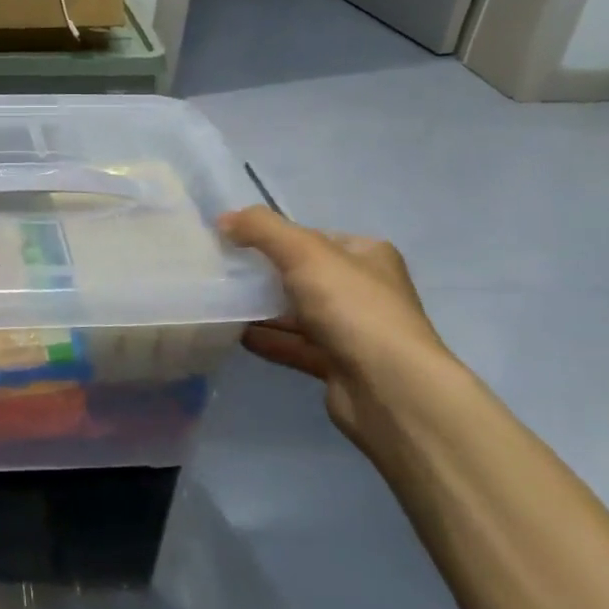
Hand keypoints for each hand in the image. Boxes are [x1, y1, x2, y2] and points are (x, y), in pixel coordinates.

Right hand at [218, 206, 465, 454]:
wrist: (389, 389)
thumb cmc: (351, 307)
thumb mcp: (303, 251)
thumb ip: (261, 229)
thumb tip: (224, 219)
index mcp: (367, 255)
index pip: (313, 237)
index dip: (274, 236)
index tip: (235, 241)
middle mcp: (365, 290)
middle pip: (303, 274)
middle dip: (264, 274)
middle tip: (223, 272)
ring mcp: (354, 330)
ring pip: (298, 312)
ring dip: (262, 309)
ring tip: (220, 302)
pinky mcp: (339, 365)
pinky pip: (295, 345)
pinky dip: (268, 339)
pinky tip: (235, 334)